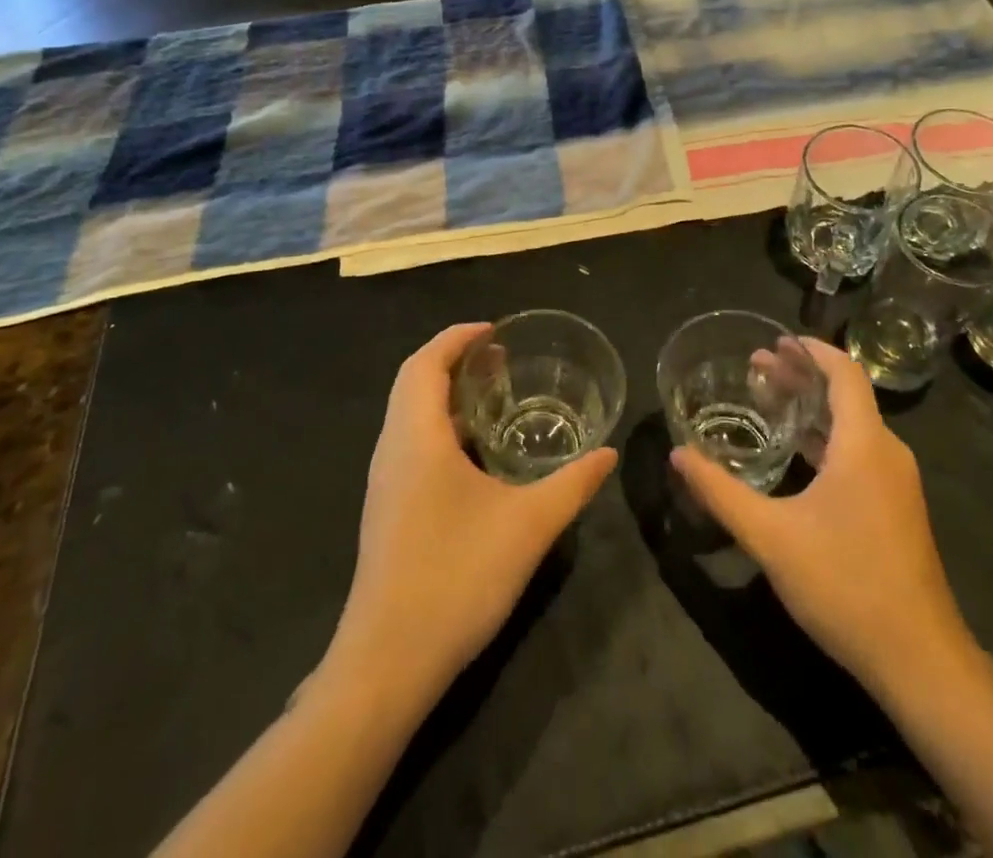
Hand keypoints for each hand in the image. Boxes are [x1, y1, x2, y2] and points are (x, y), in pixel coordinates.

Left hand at [327, 324, 616, 705]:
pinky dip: (440, 426)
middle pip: (413, 381)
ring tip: (493, 397)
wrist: (388, 662)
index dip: (458, 337)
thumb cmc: (456, 576)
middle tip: (500, 359)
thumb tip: (608, 454)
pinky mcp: (387, 510)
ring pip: (409, 414)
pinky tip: (476, 455)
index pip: (425, 362)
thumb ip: (572, 484)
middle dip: (454, 360)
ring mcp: (385, 482)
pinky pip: (410, 444)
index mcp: (416, 436)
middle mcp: (392, 449)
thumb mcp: (528, 526)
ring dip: (445, 394)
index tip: (495, 331)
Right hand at [670, 338, 973, 699]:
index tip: (777, 339)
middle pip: (846, 395)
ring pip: (853, 426)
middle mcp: (887, 453)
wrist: (919, 660)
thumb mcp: (770, 536)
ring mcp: (896, 483)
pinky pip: (859, 452)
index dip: (812, 350)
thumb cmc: (845, 583)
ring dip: (812, 408)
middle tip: (757, 366)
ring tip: (769, 399)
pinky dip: (826, 438)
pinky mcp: (896, 509)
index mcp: (865, 444)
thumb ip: (720, 492)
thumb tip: (677, 454)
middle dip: (802, 376)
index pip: (844, 373)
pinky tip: (796, 453)